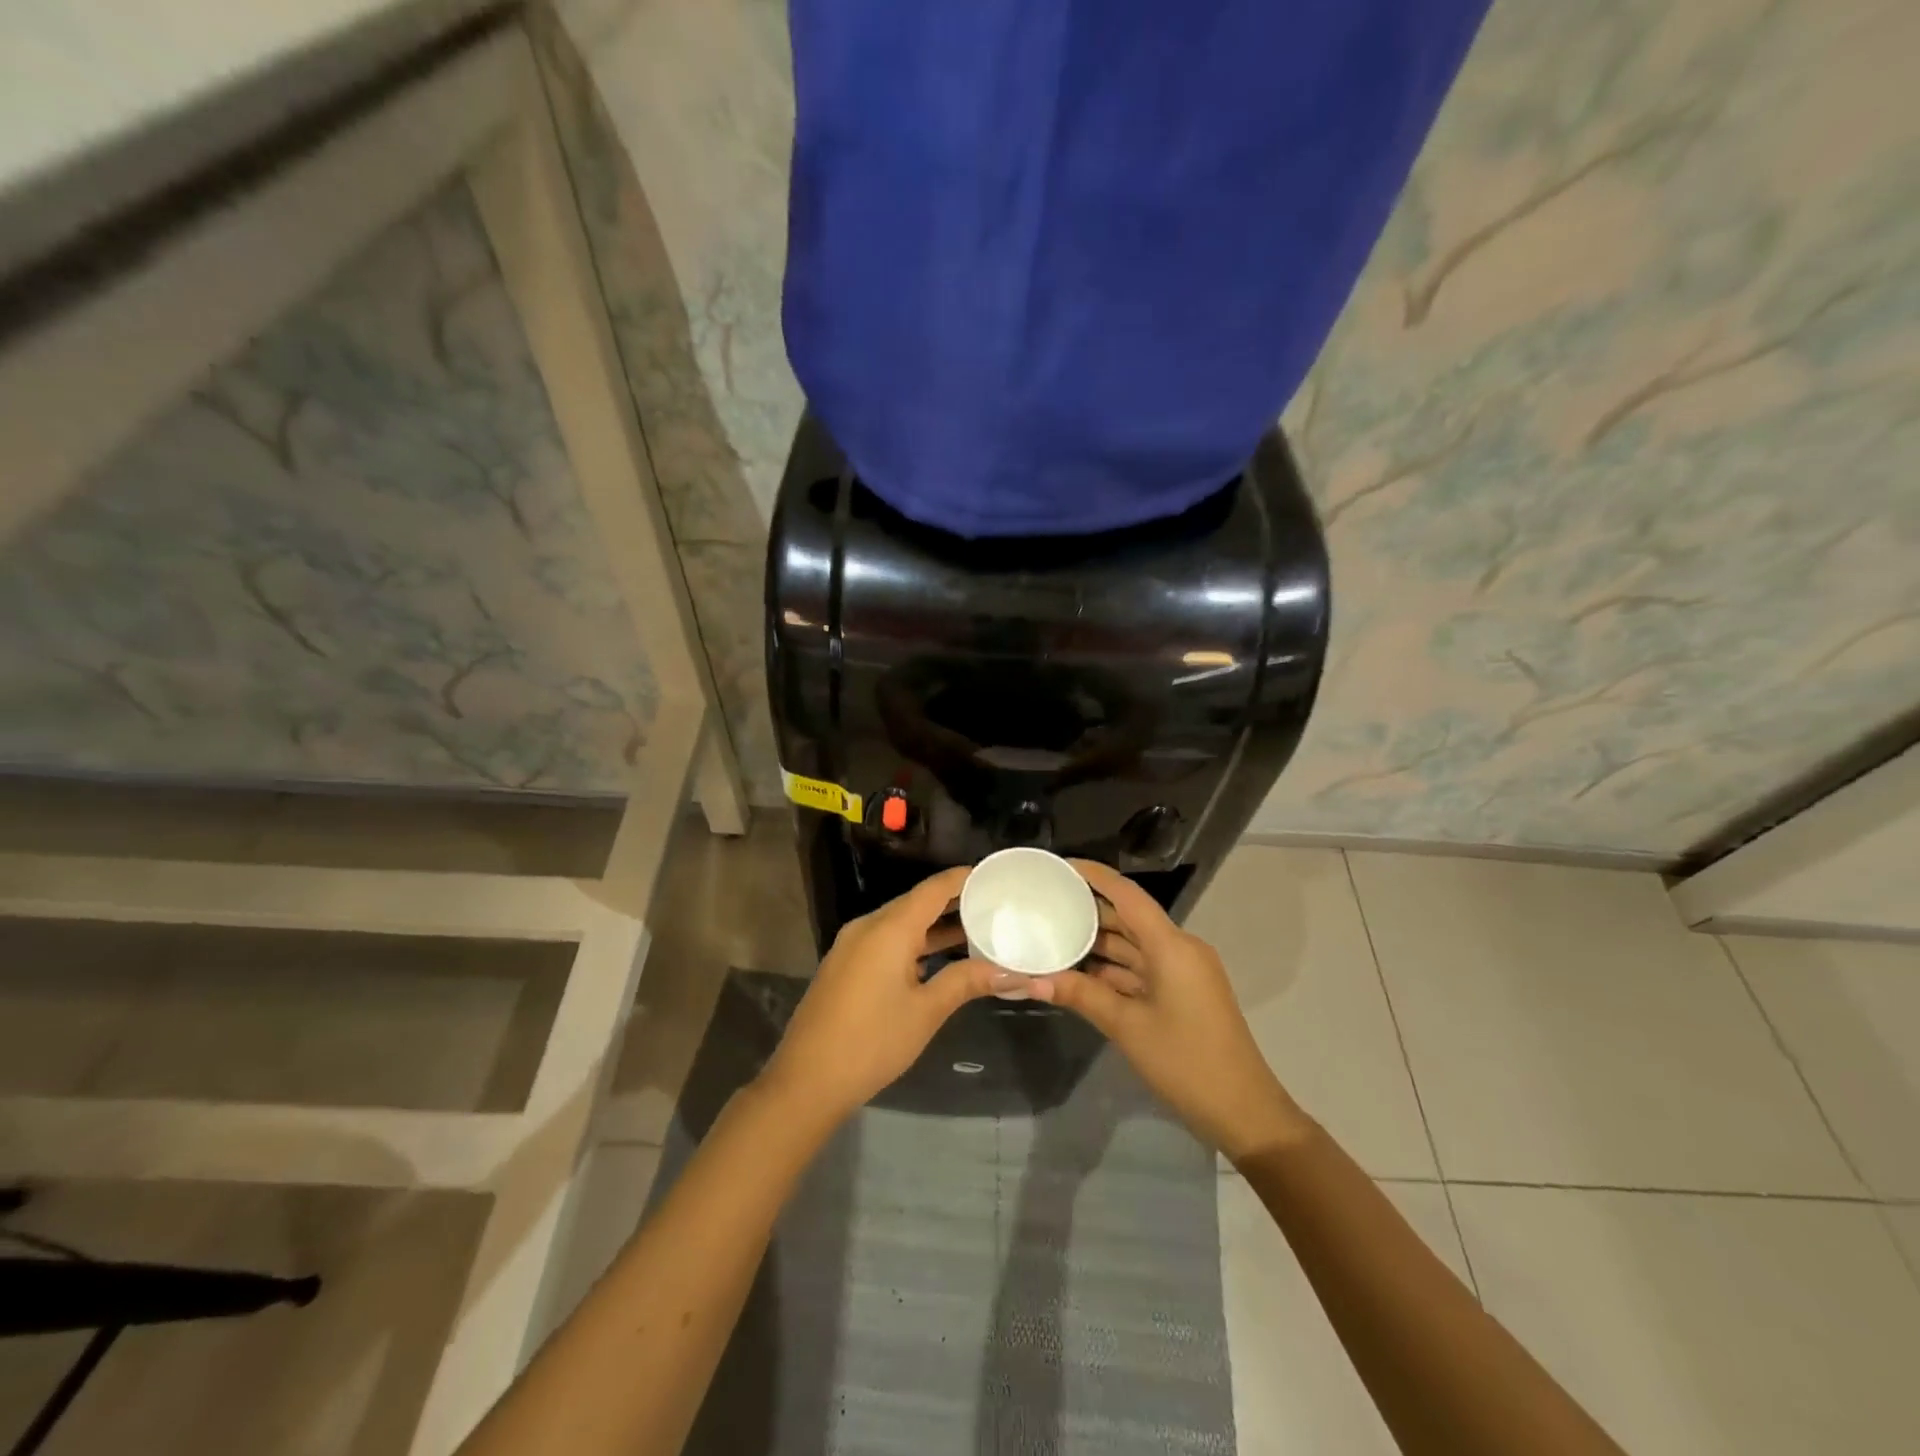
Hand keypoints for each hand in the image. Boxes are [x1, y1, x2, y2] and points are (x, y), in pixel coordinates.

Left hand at [758, 865, 1029, 1123]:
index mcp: (889, 928)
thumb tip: (1013, 972)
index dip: (963, 879)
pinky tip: (939, 958)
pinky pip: (887, 941)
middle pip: (916, 903)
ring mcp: (853, 946)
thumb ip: (967, 981)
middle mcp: (868, 927)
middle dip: (954, 903)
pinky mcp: (846, 966)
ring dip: (935, 926)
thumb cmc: (872, 1041)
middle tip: (994, 904)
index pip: (933, 889)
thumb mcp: (926, 1011)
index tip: (994, 876)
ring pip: (901, 924)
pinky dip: (915, 943)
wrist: (807, 1081)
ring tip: (976, 929)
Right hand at [1027, 860, 1313, 1162]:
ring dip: (1097, 944)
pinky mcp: (1182, 993)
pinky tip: (1079, 972)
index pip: (1127, 895)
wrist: (1243, 1111)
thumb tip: (1031, 979)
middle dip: (1088, 911)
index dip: (1094, 876)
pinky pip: (1141, 968)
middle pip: (1128, 918)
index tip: (1060, 867)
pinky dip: (1113, 969)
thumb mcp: (1126, 1026)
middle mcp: (1179, 949)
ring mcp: (1182, 972)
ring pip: (1133, 946)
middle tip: (1044, 904)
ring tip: (1052, 936)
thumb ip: (1080, 995)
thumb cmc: (1186, 1062)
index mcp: (1171, 946)